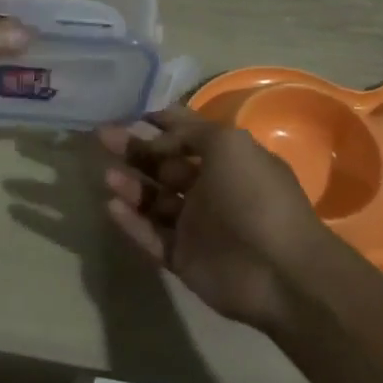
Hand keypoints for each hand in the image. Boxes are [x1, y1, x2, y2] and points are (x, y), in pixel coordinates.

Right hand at [98, 107, 367, 332]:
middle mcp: (210, 189)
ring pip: (154, 201)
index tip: (128, 111)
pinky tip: (111, 206)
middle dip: (135, 150)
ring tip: (108, 176)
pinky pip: (150, 236)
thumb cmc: (255, 197)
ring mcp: (196, 226)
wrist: (279, 271)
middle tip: (103, 137)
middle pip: (164, 166)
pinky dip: (131, 222)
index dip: (160, 121)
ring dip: (131, 186)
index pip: (188, 134)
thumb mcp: (229, 145)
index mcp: (227, 160)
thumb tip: (158, 137)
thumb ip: (191, 133)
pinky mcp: (183, 258)